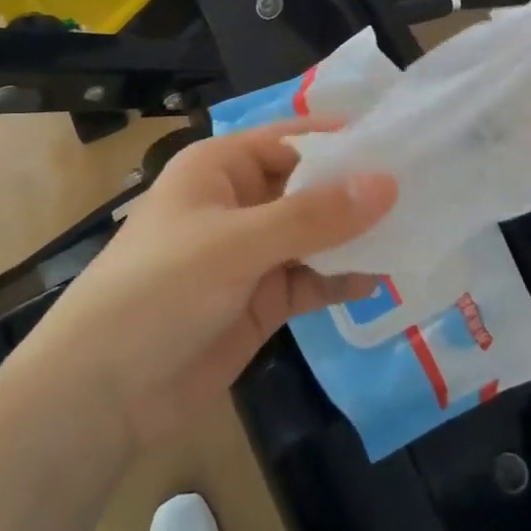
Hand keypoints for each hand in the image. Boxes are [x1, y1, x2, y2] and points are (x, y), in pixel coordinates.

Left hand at [20, 121, 396, 449]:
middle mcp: (240, 202)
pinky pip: (311, 280)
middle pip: (310, 186)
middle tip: (426, 188)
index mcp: (222, 167)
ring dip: (356, 236)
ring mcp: (252, 254)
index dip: (344, 140)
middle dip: (359, 190)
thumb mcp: (237, 244)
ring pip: (316, 234)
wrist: (103, 391)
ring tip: (418, 230)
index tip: (404, 143)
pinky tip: (383, 278)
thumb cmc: (160, 289)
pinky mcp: (262, 300)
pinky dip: (342, 278)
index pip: (294, 139)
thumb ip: (313, 216)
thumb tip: (388, 182)